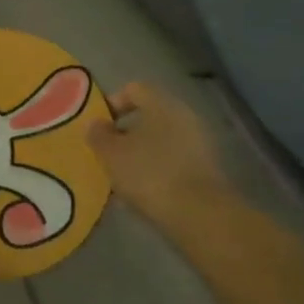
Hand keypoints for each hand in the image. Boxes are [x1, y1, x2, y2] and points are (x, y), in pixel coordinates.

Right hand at [88, 82, 229, 225]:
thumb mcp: (110, 153)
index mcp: (161, 103)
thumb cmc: (149, 173)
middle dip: (126, 132)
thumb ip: (98, 134)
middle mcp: (184, 115)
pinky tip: (144, 191)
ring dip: (141, 153)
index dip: (112, 103)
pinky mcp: (206, 168)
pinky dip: (157, 169)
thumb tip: (97, 124)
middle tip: (108, 153)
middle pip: (148, 115)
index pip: (133, 89)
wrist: (199, 214)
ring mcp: (199, 142)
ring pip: (161, 139)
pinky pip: (174, 159)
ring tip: (123, 177)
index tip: (98, 127)